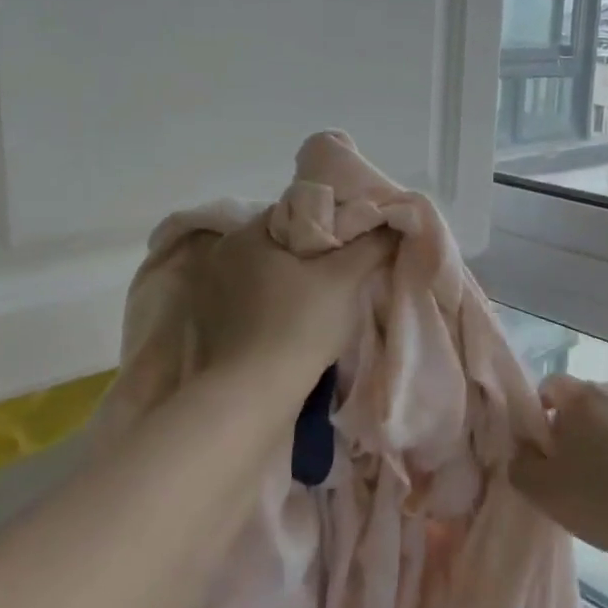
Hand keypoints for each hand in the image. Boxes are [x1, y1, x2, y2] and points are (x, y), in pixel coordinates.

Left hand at [190, 223, 391, 386]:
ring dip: (298, 280)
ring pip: (271, 273)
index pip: (298, 211)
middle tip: (349, 268)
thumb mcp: (344, 278)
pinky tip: (301, 320)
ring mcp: (214, 293)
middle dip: (316, 252)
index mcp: (246, 234)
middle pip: (283, 242)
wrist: (254, 395)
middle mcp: (223, 256)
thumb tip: (393, 222)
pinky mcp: (216, 325)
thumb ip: (370, 244)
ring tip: (330, 296)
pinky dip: (280, 304)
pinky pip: (258, 301)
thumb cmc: (298, 325)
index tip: (358, 240)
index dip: (333, 222)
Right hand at [511, 375, 607, 567]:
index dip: (544, 410)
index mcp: (584, 397)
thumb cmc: (601, 502)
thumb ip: (520, 462)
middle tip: (581, 466)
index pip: (552, 385)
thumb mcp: (542, 491)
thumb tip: (526, 448)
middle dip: (581, 424)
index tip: (548, 445)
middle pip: (589, 399)